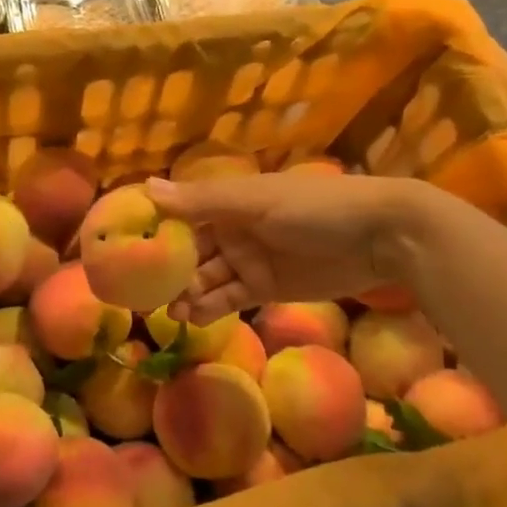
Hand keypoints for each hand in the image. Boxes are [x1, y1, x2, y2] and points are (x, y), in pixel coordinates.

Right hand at [148, 173, 433, 321]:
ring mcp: (249, 260)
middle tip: (139, 295)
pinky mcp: (266, 288)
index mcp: (227, 202)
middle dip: (167, 271)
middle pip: (190, 251)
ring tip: (166, 313)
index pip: (180, 214)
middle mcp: (232, 229)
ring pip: (206, 278)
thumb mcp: (255, 202)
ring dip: (186, 294)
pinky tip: (190, 319)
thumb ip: (201, 201)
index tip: (124, 249)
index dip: (154, 230)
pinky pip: (229, 298)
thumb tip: (146, 188)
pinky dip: (210, 308)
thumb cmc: (315, 207)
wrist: (382, 236)